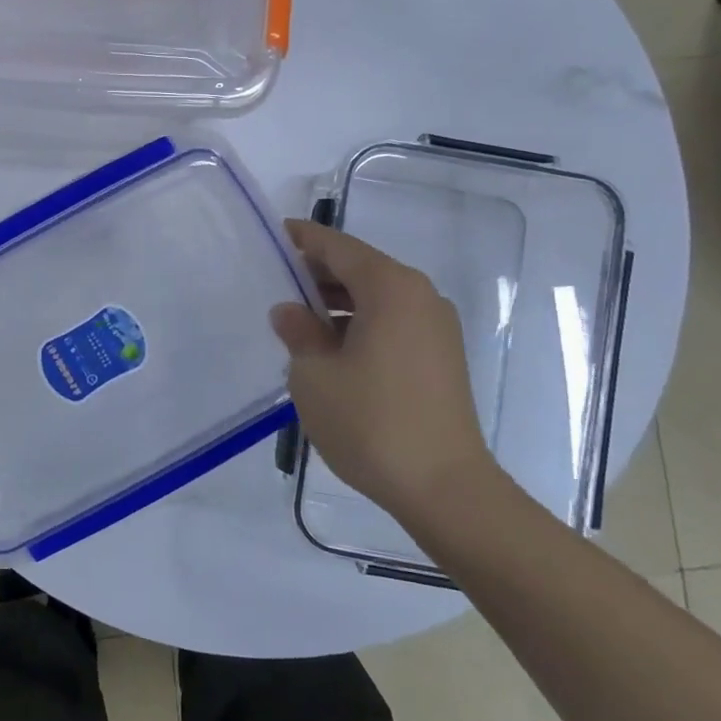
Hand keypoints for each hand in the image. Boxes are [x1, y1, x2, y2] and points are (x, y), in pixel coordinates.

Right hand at [270, 219, 494, 525]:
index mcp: (390, 288)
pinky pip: (393, 321)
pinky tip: (333, 346)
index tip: (276, 234)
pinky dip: (361, 322)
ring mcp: (437, 326)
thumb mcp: (314, 375)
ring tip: (299, 319)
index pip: (338, 248)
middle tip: (278, 282)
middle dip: (319, 273)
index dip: (304, 239)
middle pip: (361, 268)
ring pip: (377, 296)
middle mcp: (420, 296)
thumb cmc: (371, 422)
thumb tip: (291, 312)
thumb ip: (299, 332)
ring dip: (339, 301)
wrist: (444, 487)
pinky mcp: (442, 355)